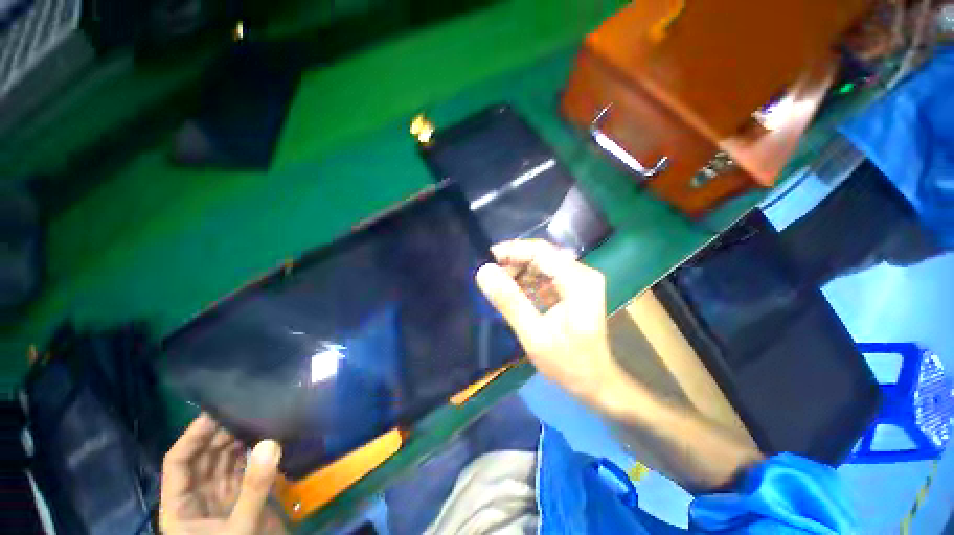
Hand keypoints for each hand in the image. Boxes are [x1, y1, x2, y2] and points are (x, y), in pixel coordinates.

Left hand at [160, 414, 285, 534]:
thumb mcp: (240, 529)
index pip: (178, 463)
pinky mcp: (238, 499)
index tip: (216, 412)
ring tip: (257, 417)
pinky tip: (264, 438)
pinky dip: (251, 454)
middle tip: (246, 408)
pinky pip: (241, 469)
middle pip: (202, 458)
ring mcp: (218, 498)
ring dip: (237, 441)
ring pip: (222, 461)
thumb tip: (271, 441)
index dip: (193, 437)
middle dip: (219, 434)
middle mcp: (195, 498)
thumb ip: (253, 488)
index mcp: (179, 507)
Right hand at [476, 240, 621, 403]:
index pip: (540, 252)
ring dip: (518, 272)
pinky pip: (545, 275)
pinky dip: (526, 281)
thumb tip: (484, 272)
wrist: (596, 382)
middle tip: (489, 277)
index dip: (511, 251)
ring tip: (497, 286)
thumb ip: (509, 301)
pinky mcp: (573, 287)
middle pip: (541, 255)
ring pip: (541, 264)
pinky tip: (513, 293)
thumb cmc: (568, 364)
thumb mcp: (534, 335)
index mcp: (578, 281)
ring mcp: (579, 280)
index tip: (485, 259)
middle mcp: (582, 273)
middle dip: (513, 263)